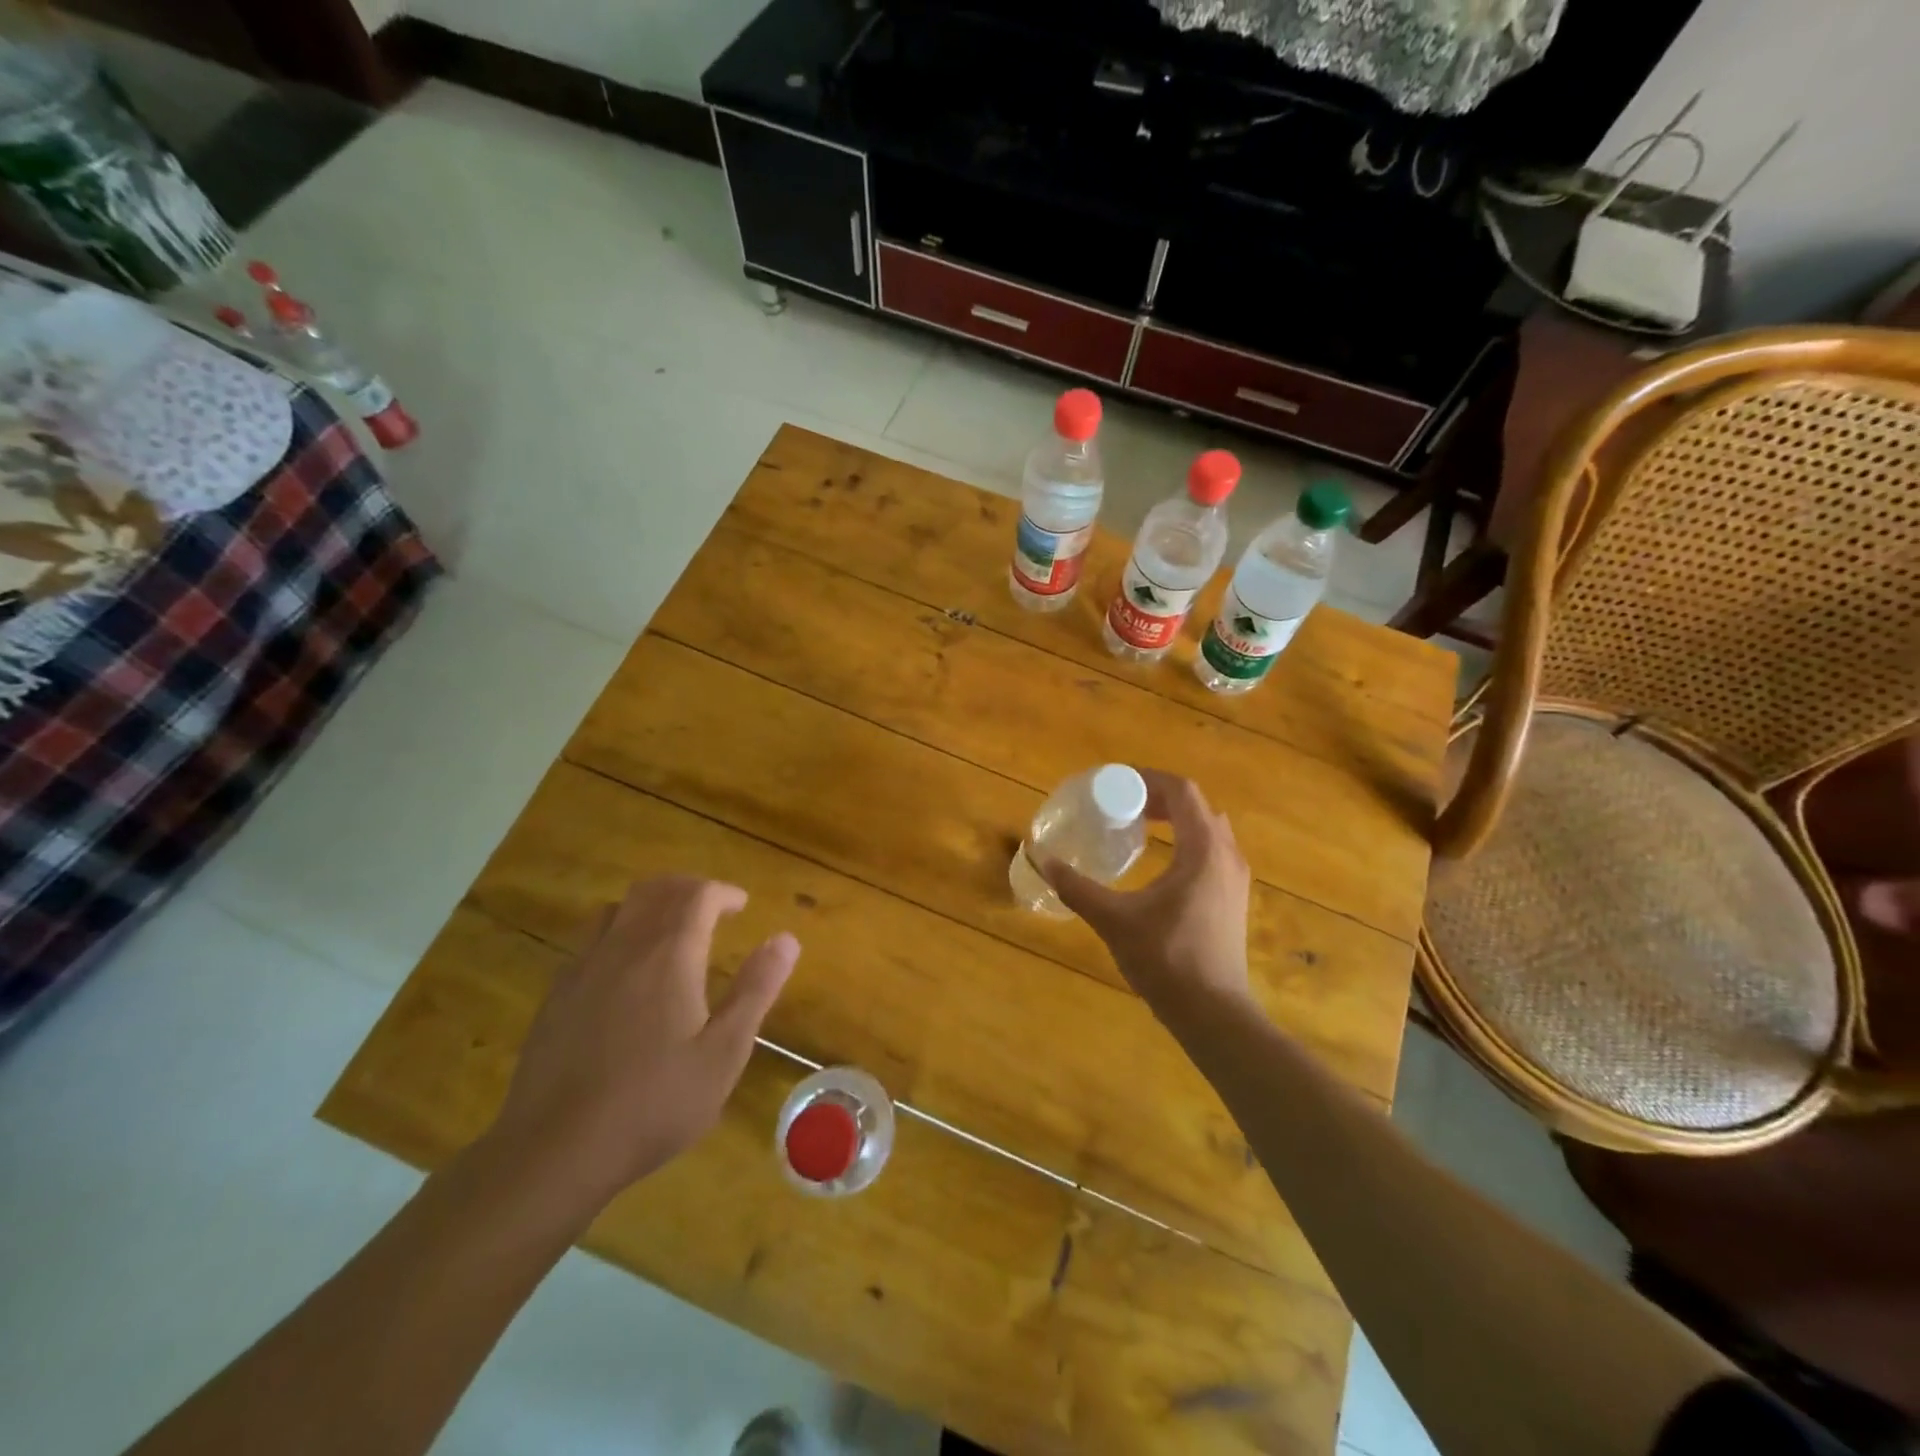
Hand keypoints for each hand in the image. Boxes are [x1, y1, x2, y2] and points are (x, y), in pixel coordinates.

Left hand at [483, 876, 798, 1218]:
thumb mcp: (724, 1052)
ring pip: (619, 908)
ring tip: (671, 931)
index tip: (741, 907)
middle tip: (712, 910)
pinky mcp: (557, 995)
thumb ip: (756, 989)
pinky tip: (626, 971)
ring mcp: (583, 968)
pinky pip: (591, 940)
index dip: (723, 893)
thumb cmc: (654, 1103)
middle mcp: (624, 947)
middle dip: (688, 890)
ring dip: (651, 905)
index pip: (697, 895)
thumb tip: (786, 939)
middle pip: (656, 890)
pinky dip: (619, 932)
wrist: (554, 1150)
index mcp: (669, 955)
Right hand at [1041, 770, 1252, 1020]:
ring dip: (1175, 819)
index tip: (1117, 784)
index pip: (1182, 792)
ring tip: (1139, 826)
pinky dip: (1186, 841)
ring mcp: (1235, 878)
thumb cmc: (1167, 960)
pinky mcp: (1233, 899)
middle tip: (1122, 804)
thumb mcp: (1114, 920)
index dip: (1149, 780)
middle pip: (1196, 806)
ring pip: (1208, 829)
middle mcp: (1227, 855)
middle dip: (1159, 797)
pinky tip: (1160, 863)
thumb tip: (1043, 860)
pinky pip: (1212, 851)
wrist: (1214, 1014)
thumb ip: (1077, 888)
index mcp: (1203, 850)